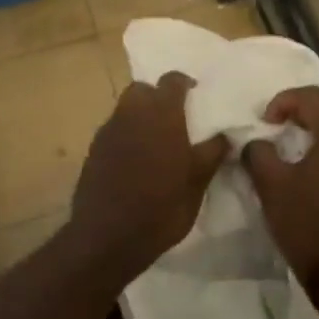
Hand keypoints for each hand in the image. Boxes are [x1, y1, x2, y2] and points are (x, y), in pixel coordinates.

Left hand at [70, 73, 227, 283]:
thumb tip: (225, 135)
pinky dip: (127, 135)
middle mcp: (132, 113)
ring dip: (141, 115)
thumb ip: (212, 153)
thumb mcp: (196, 184)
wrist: (106, 238)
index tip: (196, 95)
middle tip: (174, 118)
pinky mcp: (93, 150)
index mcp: (161, 114)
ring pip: (126, 108)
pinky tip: (137, 160)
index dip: (184, 83)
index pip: (172, 80)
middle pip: (143, 89)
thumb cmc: (160, 208)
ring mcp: (108, 131)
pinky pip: (114, 130)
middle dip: (157, 96)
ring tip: (157, 141)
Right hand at [245, 88, 318, 304]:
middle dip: (310, 105)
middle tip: (287, 123)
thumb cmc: (308, 226)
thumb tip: (255, 143)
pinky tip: (315, 170)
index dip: (284, 100)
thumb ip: (258, 155)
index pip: (313, 97)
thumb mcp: (272, 188)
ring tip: (298, 146)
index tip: (266, 121)